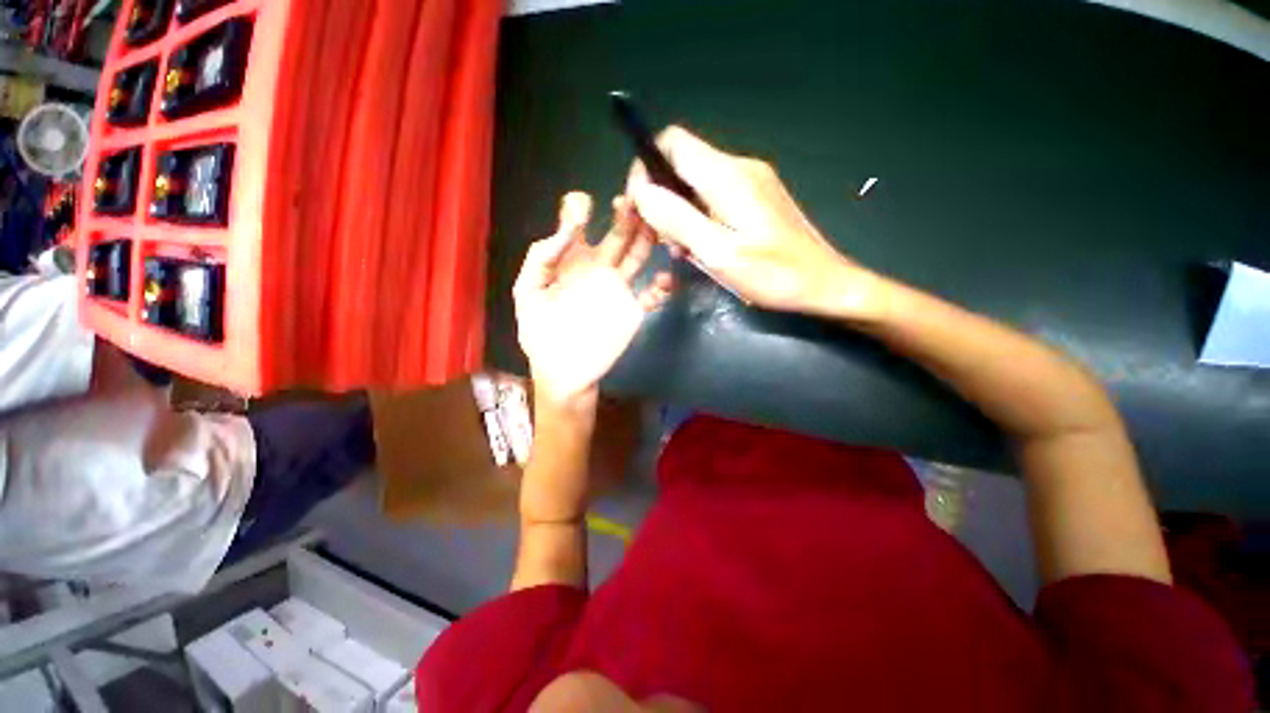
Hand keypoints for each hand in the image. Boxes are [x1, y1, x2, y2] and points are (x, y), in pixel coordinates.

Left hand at [514, 192, 672, 407]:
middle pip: (616, 234)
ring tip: (655, 222)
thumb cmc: (541, 335)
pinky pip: (652, 295)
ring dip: (648, 238)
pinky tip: (662, 279)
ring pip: (638, 256)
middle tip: (634, 196)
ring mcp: (618, 288)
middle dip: (626, 214)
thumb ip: (541, 259)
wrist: (563, 373)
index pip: (577, 225)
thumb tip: (568, 230)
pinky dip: (661, 287)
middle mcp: (598, 267)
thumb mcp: (529, 294)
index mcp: (571, 261)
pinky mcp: (633, 310)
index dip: (581, 209)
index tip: (585, 204)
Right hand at [628, 126, 881, 319]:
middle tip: (657, 238)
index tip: (639, 207)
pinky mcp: (756, 198)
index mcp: (726, 176)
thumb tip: (643, 192)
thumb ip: (678, 220)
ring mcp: (750, 182)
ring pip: (695, 185)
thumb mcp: (719, 253)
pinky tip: (701, 248)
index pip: (672, 143)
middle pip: (681, 165)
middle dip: (660, 198)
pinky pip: (713, 198)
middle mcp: (738, 168)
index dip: (646, 169)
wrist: (824, 284)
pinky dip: (697, 219)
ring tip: (681, 250)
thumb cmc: (773, 274)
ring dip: (678, 214)